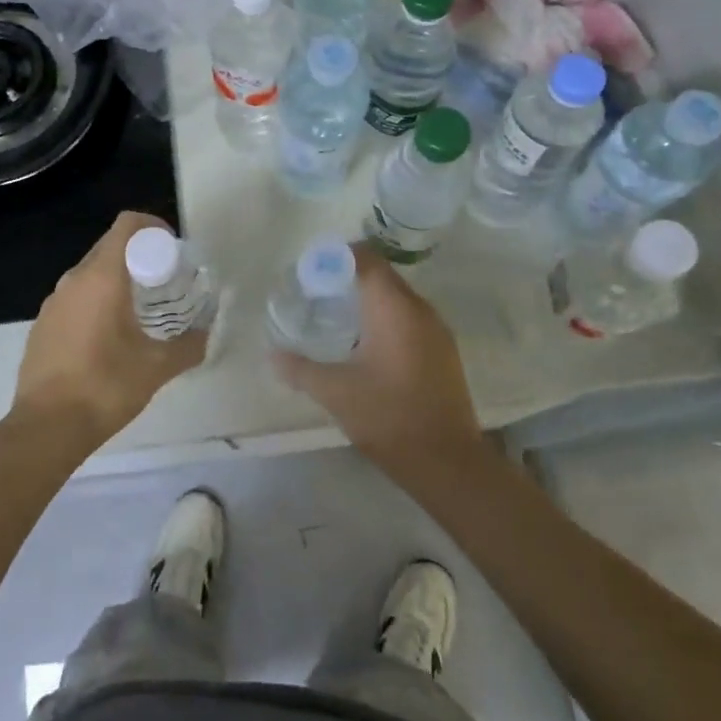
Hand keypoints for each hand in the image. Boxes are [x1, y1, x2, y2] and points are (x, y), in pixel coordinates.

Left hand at [12, 210, 206, 458]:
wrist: (45, 428)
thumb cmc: (104, 387)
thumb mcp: (157, 367)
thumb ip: (189, 346)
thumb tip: (206, 334)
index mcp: (101, 277)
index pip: (127, 225)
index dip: (152, 226)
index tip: (172, 249)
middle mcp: (73, 280)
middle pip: (109, 246)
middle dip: (138, 254)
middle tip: (163, 281)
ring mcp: (53, 302)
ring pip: (90, 272)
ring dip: (116, 278)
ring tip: (139, 309)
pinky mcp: (42, 325)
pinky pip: (74, 297)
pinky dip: (95, 300)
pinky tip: (108, 336)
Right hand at [272, 246, 491, 490]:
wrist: (448, 464)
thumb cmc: (388, 417)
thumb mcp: (335, 392)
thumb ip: (299, 368)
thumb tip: (272, 354)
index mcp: (393, 307)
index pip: (366, 258)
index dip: (337, 256)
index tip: (311, 270)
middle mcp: (419, 309)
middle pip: (382, 275)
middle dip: (349, 277)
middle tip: (317, 293)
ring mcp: (437, 330)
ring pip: (397, 298)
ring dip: (369, 299)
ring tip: (337, 317)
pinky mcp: (444, 352)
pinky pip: (410, 318)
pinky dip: (386, 319)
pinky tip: (366, 344)